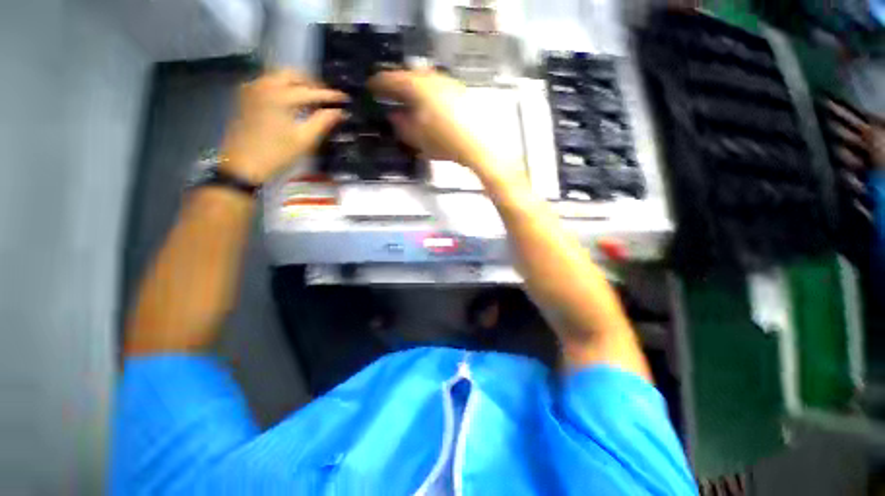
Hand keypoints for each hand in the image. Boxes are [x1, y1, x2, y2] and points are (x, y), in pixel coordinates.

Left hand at [220, 70, 346, 183]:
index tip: (345, 98)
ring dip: (297, 84)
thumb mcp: (304, 140)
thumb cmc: (277, 154)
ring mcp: (252, 89)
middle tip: (326, 97)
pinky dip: (283, 87)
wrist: (243, 165)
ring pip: (279, 77)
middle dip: (311, 83)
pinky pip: (268, 83)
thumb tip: (340, 112)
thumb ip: (323, 122)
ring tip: (310, 99)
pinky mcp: (245, 97)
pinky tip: (291, 101)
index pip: (311, 91)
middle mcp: (264, 85)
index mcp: (280, 96)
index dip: (330, 95)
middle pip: (292, 74)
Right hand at [369, 70, 493, 173]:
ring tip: (410, 102)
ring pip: (425, 80)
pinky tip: (431, 108)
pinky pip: (439, 88)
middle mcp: (432, 78)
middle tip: (391, 94)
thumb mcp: (417, 137)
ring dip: (415, 89)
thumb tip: (393, 116)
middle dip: (398, 84)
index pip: (390, 79)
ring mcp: (449, 83)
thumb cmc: (444, 142)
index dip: (378, 83)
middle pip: (409, 75)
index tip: (371, 87)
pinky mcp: (461, 92)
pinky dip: (430, 95)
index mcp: (416, 86)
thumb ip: (401, 125)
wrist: (480, 144)